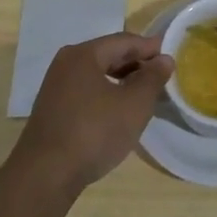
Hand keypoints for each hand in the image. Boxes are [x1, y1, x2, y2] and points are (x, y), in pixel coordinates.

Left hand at [9, 33, 173, 195]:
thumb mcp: (134, 105)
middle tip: (160, 76)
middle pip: (108, 54)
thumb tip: (164, 59)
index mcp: (84, 54)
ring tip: (143, 93)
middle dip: (135, 63)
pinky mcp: (52, 109)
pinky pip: (86, 90)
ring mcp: (55, 86)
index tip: (170, 57)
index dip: (149, 47)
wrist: (46, 175)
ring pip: (96, 74)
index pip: (124, 41)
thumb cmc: (94, 132)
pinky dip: (106, 93)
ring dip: (121, 79)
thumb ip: (152, 78)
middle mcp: (66, 63)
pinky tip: (117, 110)